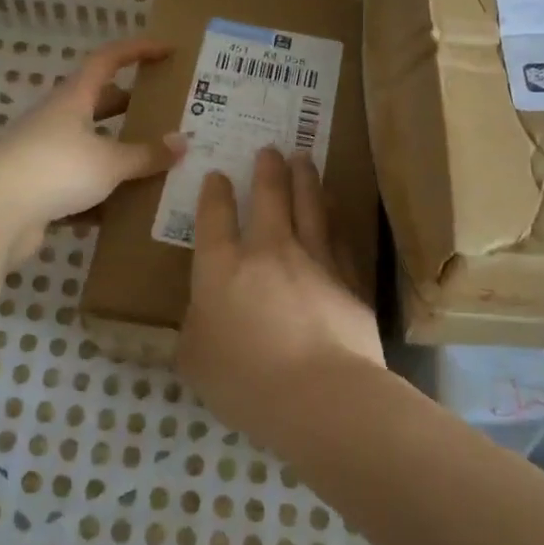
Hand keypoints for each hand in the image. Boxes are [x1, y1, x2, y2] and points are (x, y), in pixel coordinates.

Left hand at [0, 38, 185, 264]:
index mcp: (73, 99)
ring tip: (153, 164)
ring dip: (116, 154)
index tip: (168, 50)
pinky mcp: (36, 188)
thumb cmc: (55, 168)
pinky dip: (100, 195)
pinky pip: (76, 186)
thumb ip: (146, 154)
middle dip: (130, 106)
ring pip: (88, 147)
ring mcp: (43, 154)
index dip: (138, 50)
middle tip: (165, 114)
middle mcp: (57, 119)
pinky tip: (124, 212)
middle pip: (98, 103)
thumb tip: (182, 143)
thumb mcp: (109, 162)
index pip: (108, 59)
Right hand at [178, 146, 384, 452]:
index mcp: (222, 267)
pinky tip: (336, 207)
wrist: (322, 395)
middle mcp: (268, 250)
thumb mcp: (196, 362)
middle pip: (269, 197)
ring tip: (304, 158)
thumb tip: (201, 316)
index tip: (218, 175)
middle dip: (268, 169)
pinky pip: (339, 236)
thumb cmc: (246, 381)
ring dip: (306, 178)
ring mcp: (313, 260)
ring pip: (310, 206)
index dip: (215, 193)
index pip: (214, 217)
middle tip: (271, 149)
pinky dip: (336, 215)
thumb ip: (195, 331)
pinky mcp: (348, 278)